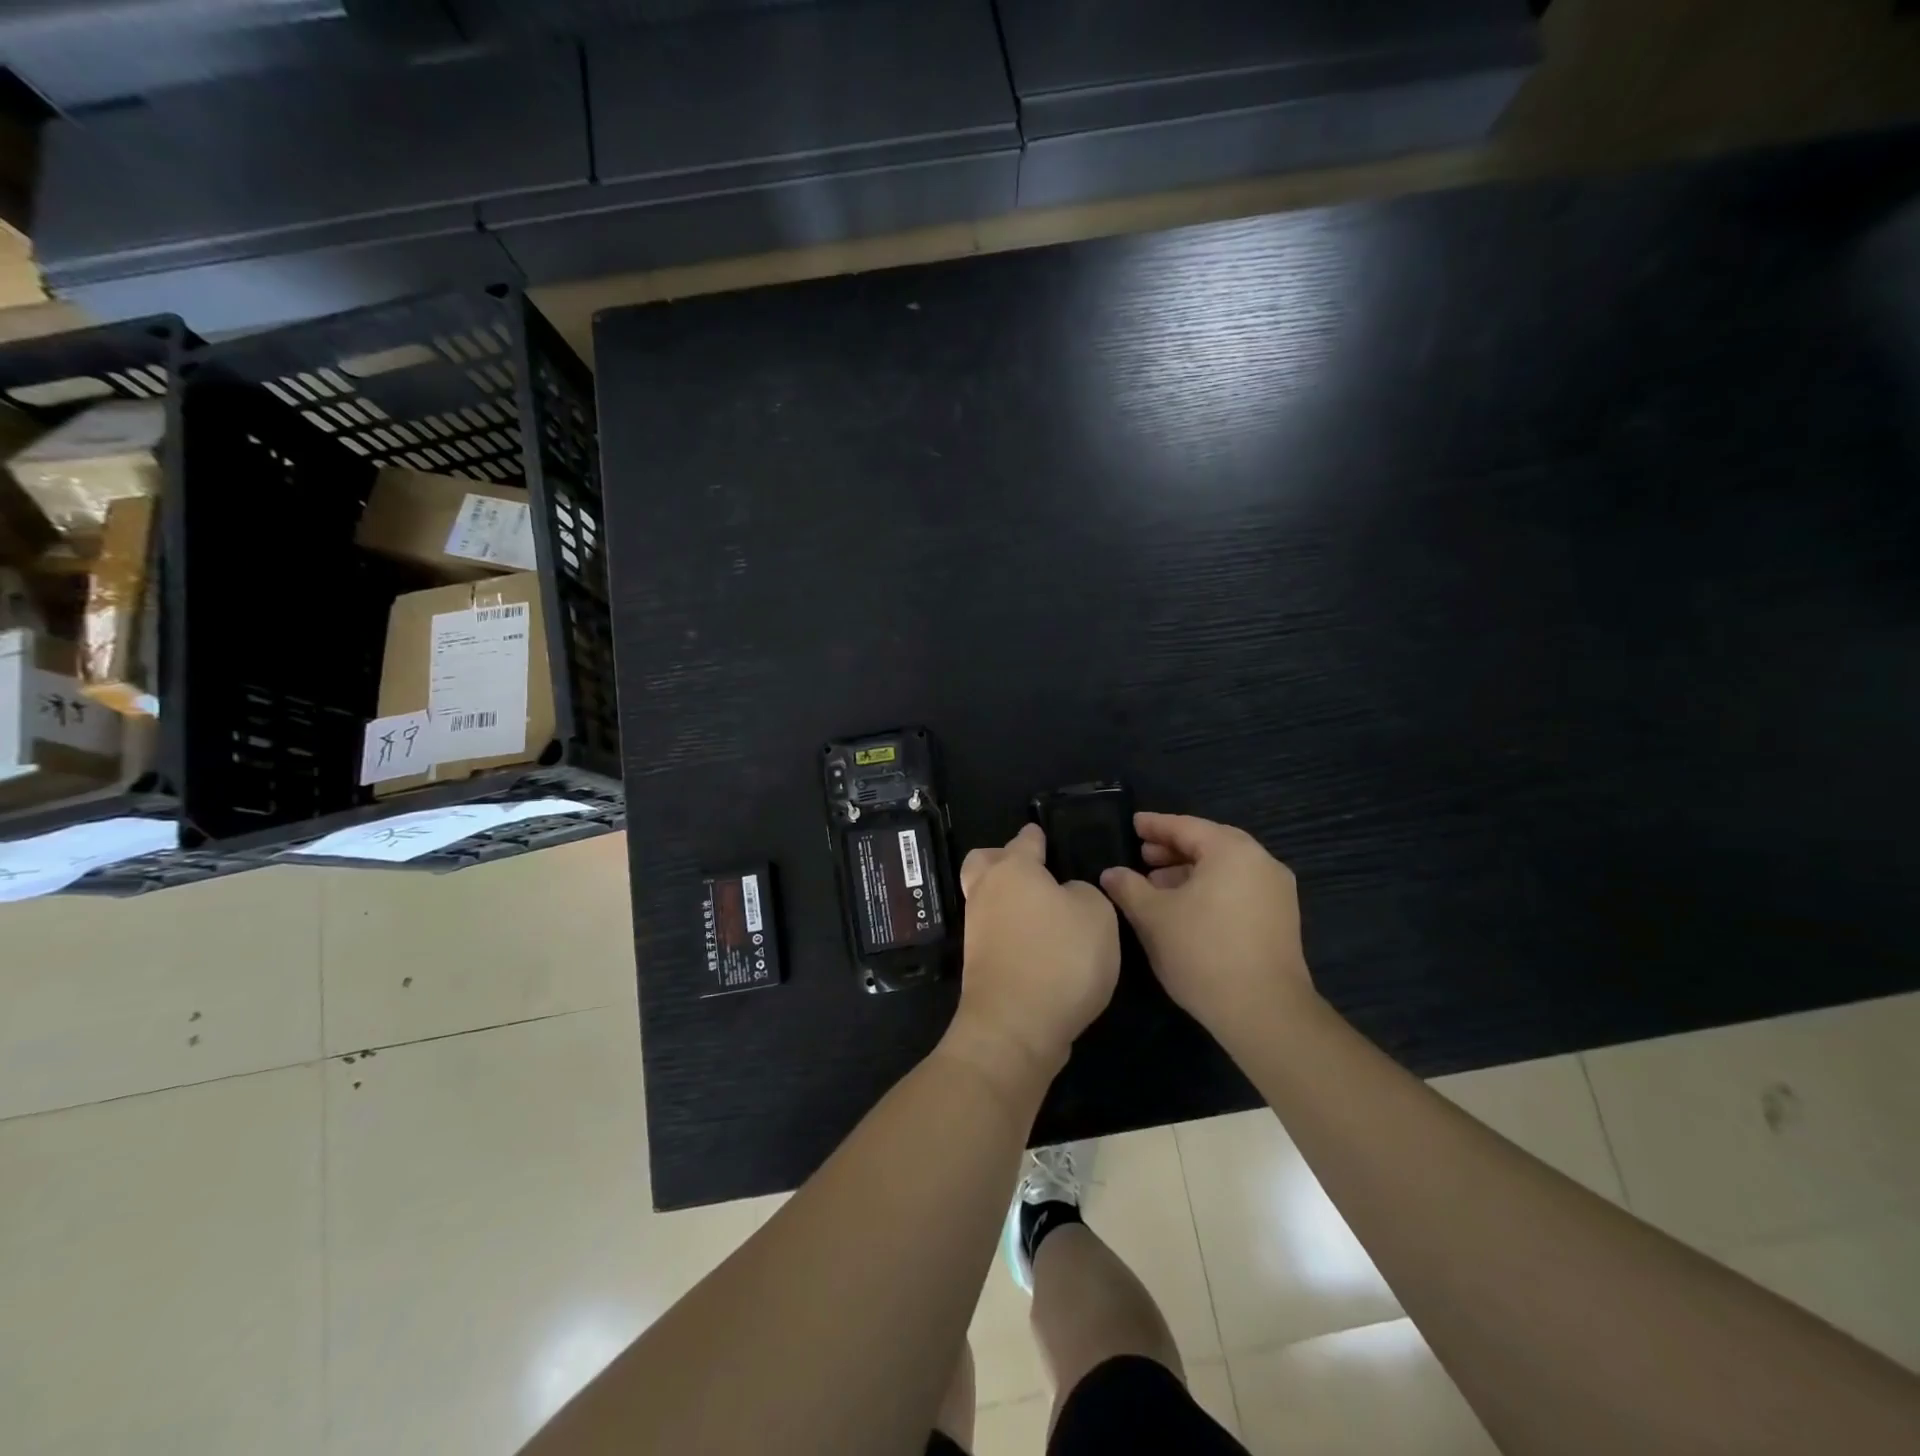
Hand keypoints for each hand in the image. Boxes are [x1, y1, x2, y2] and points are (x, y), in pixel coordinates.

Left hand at [947, 823, 1119, 1082]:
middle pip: (984, 862)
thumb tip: (1066, 896)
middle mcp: (987, 892)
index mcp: (1014, 869)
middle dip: (1002, 859)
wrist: (1015, 1027)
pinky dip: (1011, 931)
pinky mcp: (978, 964)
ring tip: (1044, 911)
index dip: (1037, 836)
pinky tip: (1038, 944)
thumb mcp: (1097, 915)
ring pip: (987, 898)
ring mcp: (977, 929)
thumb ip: (1084, 893)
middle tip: (1033, 871)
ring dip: (1008, 899)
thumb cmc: (1060, 957)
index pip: (1025, 840)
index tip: (1043, 834)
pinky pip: (994, 932)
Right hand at [1100, 812, 1315, 1038]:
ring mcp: (1276, 892)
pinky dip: (1209, 889)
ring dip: (1190, 872)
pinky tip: (1184, 909)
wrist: (1264, 1011)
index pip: (1186, 827)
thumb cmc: (1202, 951)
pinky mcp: (1280, 921)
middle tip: (1143, 854)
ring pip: (1225, 869)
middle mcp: (1260, 863)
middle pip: (1210, 844)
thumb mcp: (1153, 916)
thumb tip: (1111, 873)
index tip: (1133, 823)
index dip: (1155, 825)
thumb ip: (1128, 887)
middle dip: (1173, 849)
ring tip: (1157, 885)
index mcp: (1232, 851)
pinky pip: (1238, 889)